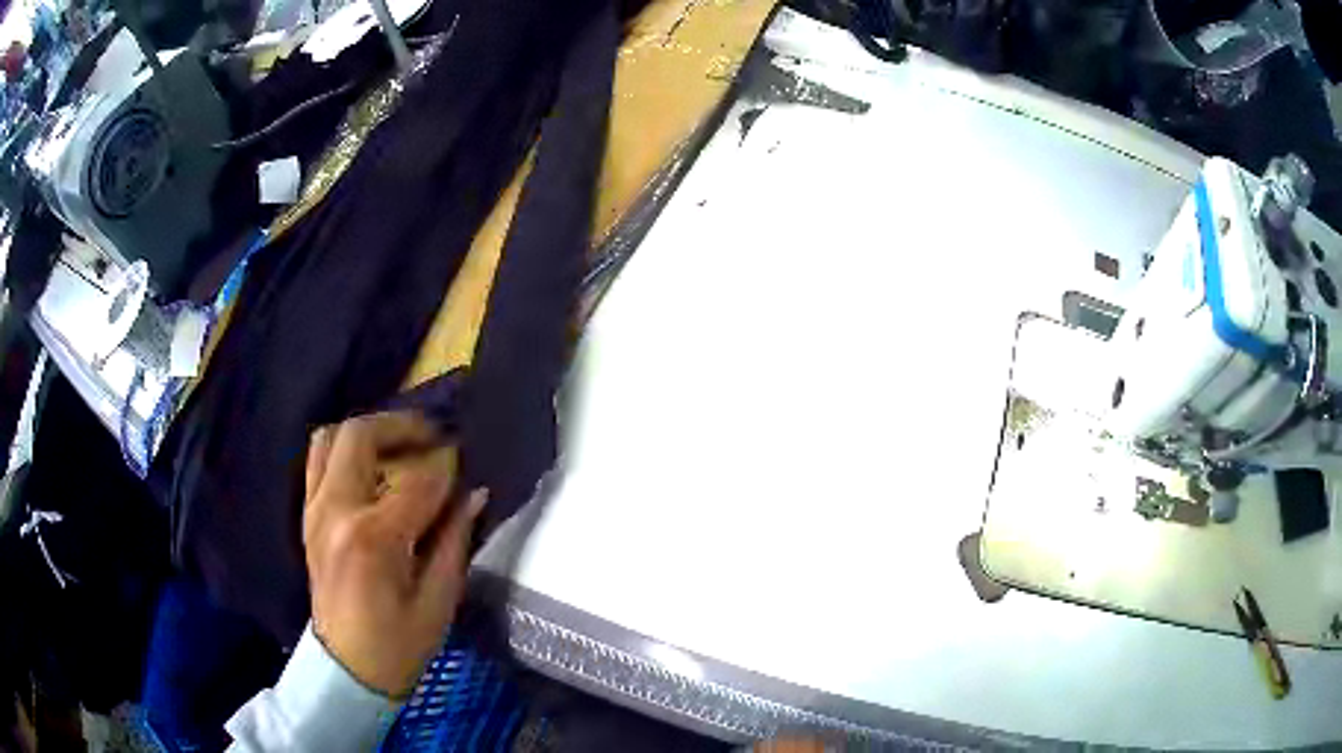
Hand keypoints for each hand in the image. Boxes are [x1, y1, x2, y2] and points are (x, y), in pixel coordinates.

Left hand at [303, 412, 486, 697]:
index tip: (468, 463)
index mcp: (373, 537)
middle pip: (360, 435)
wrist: (346, 670)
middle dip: (402, 426)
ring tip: (400, 447)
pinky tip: (372, 470)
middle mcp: (336, 510)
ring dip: (368, 433)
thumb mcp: (438, 601)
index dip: (448, 468)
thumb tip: (473, 495)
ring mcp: (315, 510)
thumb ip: (454, 541)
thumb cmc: (398, 646)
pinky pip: (318, 462)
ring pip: (330, 438)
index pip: (417, 480)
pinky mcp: (307, 516)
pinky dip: (345, 452)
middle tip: (433, 436)